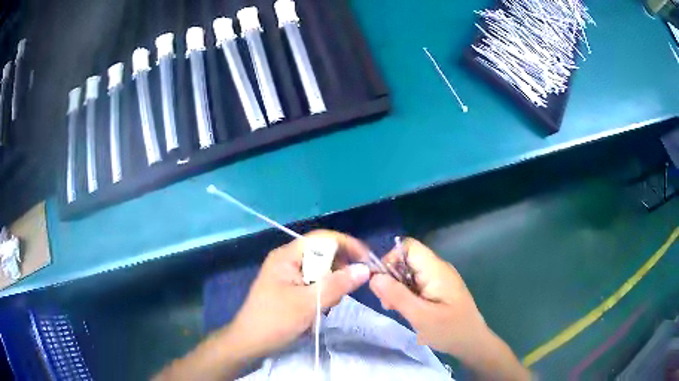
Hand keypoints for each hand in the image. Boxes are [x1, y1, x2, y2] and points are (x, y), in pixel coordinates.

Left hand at [226, 230, 371, 360]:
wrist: (250, 342)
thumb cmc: (275, 321)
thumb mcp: (308, 304)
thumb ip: (337, 285)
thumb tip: (365, 269)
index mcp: (287, 256)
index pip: (323, 238)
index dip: (347, 245)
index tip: (368, 260)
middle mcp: (288, 260)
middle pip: (323, 253)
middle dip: (340, 268)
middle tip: (351, 288)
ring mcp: (288, 274)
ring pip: (321, 270)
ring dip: (331, 284)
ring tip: (329, 304)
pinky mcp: (290, 288)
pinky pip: (314, 283)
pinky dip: (323, 292)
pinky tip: (321, 308)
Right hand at [370, 238, 529, 379]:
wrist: (473, 342)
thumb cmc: (449, 330)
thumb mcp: (420, 316)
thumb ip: (397, 295)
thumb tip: (374, 277)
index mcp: (436, 270)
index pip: (408, 246)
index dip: (390, 258)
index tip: (381, 283)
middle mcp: (438, 268)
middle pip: (407, 260)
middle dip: (391, 278)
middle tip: (388, 303)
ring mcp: (439, 278)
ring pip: (410, 273)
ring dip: (397, 288)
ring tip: (396, 309)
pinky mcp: (439, 289)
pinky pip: (417, 283)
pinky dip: (407, 294)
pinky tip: (407, 311)